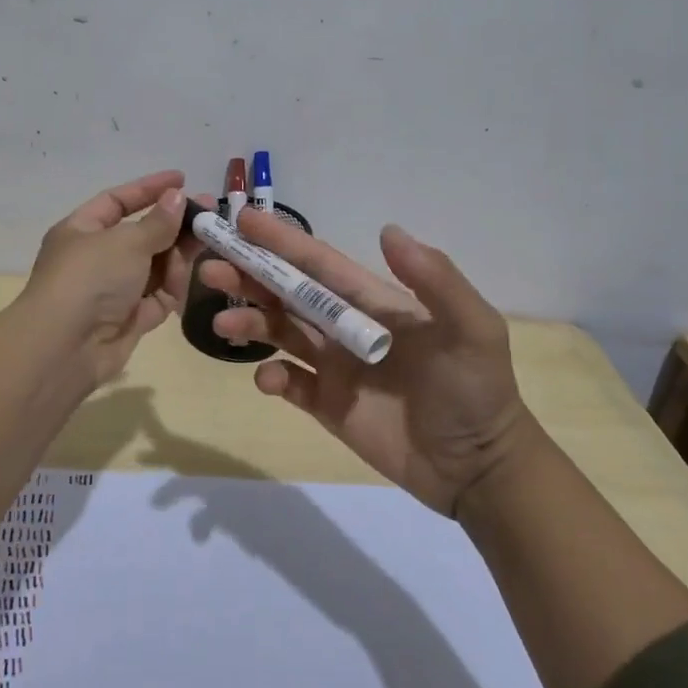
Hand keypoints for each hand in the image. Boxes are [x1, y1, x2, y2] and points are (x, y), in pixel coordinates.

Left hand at [22, 170, 197, 385]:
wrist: (66, 347)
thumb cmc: (90, 279)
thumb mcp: (126, 241)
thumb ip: (158, 222)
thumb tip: (177, 197)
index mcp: (82, 230)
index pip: (118, 201)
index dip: (149, 188)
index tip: (182, 179)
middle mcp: (96, 258)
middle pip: (142, 235)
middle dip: (173, 226)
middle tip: (209, 216)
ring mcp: (113, 290)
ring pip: (154, 266)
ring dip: (177, 256)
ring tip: (206, 245)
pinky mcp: (130, 318)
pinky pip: (158, 296)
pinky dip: (173, 287)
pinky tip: (192, 277)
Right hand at [201, 211, 530, 515]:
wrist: (478, 466)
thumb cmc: (477, 390)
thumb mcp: (472, 329)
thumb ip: (435, 280)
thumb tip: (387, 230)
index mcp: (373, 301)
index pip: (319, 263)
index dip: (283, 241)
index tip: (243, 220)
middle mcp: (346, 326)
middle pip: (288, 293)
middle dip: (250, 276)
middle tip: (209, 266)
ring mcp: (334, 366)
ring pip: (280, 332)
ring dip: (249, 321)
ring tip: (223, 321)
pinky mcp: (327, 404)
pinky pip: (289, 383)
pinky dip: (271, 376)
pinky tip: (268, 378)